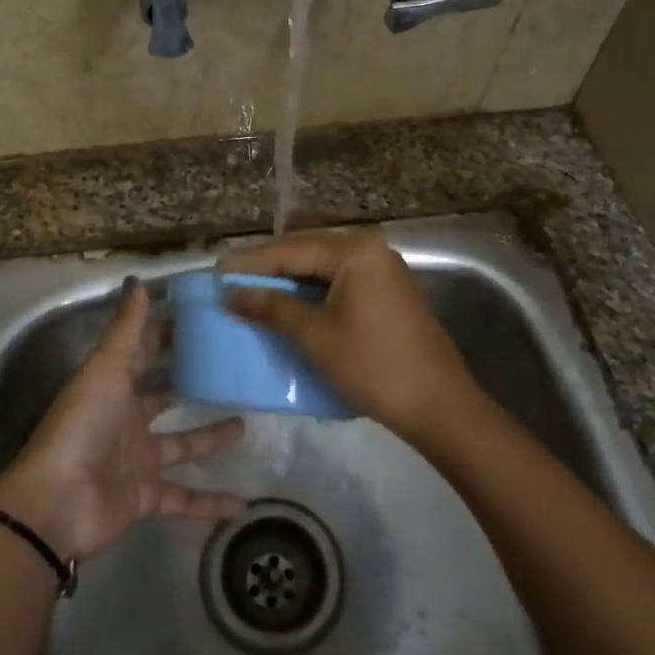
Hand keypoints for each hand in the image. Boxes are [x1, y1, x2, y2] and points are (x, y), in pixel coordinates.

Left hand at [0, 281, 246, 562]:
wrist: (58, 501)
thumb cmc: (82, 424)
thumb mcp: (105, 369)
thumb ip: (127, 329)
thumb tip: (139, 281)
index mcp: (114, 387)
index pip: (144, 354)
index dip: (168, 336)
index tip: (203, 319)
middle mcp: (127, 420)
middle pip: (164, 398)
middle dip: (191, 383)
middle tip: (231, 368)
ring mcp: (138, 461)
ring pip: (182, 445)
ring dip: (211, 437)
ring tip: (247, 423)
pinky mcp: (147, 497)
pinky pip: (186, 499)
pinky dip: (211, 504)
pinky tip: (243, 504)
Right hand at [221, 229, 484, 445]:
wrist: (437, 404)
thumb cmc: (372, 366)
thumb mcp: (315, 336)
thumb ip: (272, 308)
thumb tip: (231, 294)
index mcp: (354, 251)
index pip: (290, 249)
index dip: (251, 262)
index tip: (217, 271)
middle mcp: (370, 249)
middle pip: (307, 251)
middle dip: (269, 267)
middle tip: (231, 281)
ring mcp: (382, 270)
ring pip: (323, 267)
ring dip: (289, 279)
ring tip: (252, 292)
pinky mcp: (387, 292)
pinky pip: (339, 281)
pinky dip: (312, 291)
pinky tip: (289, 305)